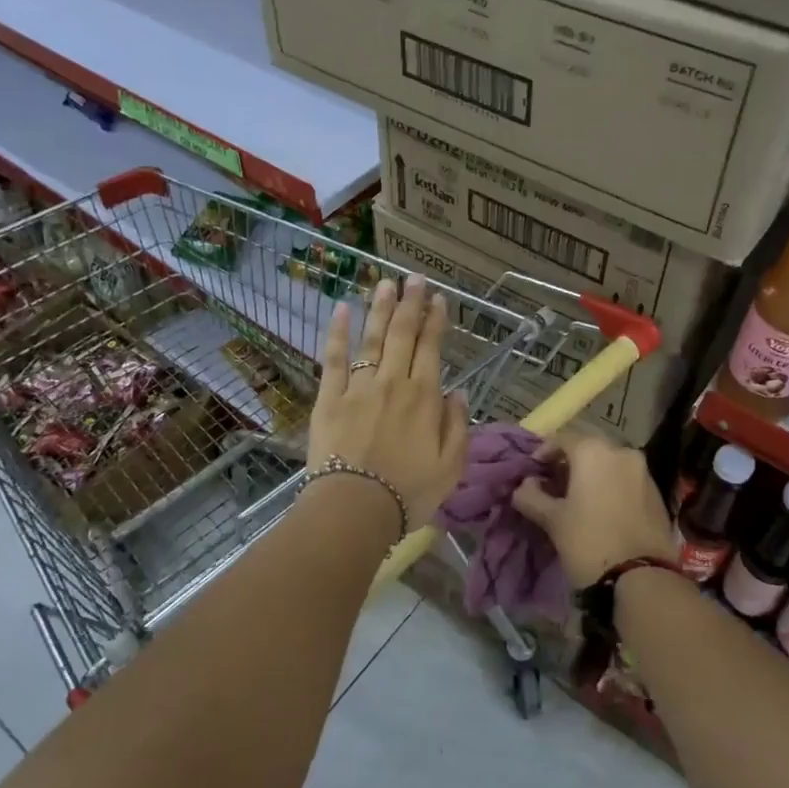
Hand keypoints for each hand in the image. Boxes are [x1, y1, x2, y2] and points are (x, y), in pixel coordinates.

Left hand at [310, 275, 470, 529]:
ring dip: (380, 309)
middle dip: (411, 303)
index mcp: (424, 398)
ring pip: (372, 339)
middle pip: (403, 334)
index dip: (436, 321)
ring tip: (385, 283)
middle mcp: (393, 382)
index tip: (439, 299)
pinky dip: (338, 332)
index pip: (432, 349)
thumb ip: (458, 426)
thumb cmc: (409, 493)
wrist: (355, 508)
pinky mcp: (330, 398)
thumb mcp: (451, 466)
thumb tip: (458, 393)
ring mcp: (359, 387)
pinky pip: (334, 358)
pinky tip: (342, 308)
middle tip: (414, 279)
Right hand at [512, 433, 676, 588]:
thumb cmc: (589, 542)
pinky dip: (612, 486)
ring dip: (593, 474)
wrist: (642, 579)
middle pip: (589, 449)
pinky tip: (603, 509)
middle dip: (570, 463)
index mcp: (593, 451)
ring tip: (578, 499)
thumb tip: (525, 485)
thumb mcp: (552, 520)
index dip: (544, 451)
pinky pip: (628, 480)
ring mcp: (644, 472)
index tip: (533, 470)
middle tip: (554, 484)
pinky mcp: (658, 493)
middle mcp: (621, 452)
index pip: (562, 439)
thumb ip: (532, 496)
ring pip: (610, 464)